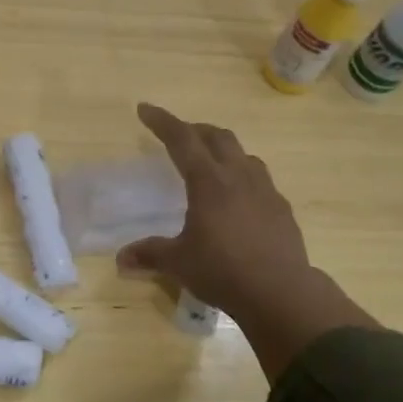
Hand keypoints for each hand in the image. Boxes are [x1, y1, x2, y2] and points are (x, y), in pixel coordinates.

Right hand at [119, 103, 378, 379]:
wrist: (281, 292)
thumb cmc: (223, 271)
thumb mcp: (179, 263)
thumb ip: (150, 254)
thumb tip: (121, 259)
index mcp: (208, 181)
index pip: (182, 139)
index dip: (162, 122)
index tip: (145, 109)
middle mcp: (238, 176)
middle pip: (216, 137)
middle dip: (194, 129)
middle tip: (178, 134)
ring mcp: (265, 189)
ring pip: (243, 154)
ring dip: (223, 149)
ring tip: (210, 161)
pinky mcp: (281, 207)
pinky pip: (260, 179)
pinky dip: (243, 176)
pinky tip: (239, 197)